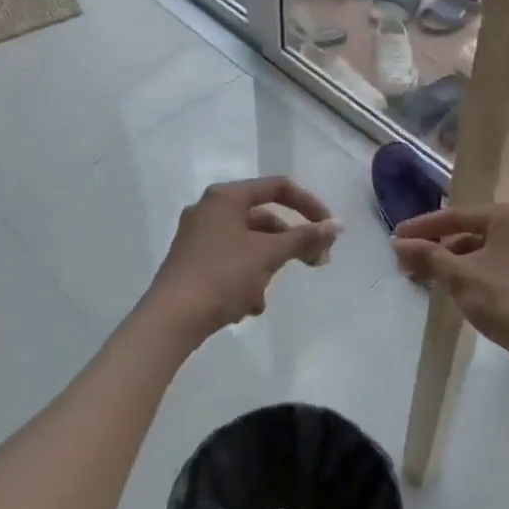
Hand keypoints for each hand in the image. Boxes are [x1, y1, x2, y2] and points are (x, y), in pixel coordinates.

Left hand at [142, 176, 341, 346]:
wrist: (170, 320)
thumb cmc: (222, 276)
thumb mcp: (268, 255)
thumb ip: (304, 238)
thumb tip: (338, 225)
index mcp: (226, 197)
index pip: (278, 187)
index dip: (309, 205)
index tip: (329, 230)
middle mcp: (209, 209)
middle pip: (264, 218)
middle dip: (290, 243)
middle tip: (316, 263)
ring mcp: (197, 237)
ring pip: (248, 244)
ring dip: (266, 267)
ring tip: (265, 295)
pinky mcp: (191, 263)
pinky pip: (230, 262)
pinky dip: (245, 279)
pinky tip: (246, 307)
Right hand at [391, 204, 508, 377]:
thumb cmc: (507, 301)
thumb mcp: (460, 277)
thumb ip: (428, 256)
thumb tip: (398, 244)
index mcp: (507, 216)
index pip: (454, 216)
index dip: (421, 227)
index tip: (395, 238)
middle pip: (469, 231)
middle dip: (437, 247)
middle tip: (407, 262)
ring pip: (483, 250)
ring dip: (454, 262)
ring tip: (428, 277)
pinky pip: (497, 265)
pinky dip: (474, 272)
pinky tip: (457, 288)